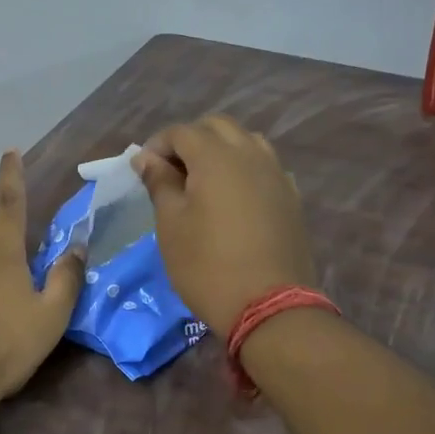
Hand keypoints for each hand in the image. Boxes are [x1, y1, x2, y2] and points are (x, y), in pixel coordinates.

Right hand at [133, 116, 316, 334]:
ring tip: (202, 181)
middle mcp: (250, 154)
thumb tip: (147, 157)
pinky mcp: (291, 197)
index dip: (157, 145)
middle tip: (170, 172)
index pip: (181, 131)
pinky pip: (265, 167)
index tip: (143, 171)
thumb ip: (160, 183)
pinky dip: (244, 169)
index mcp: (216, 156)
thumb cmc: (207, 265)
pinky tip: (233, 198)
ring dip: (220, 150)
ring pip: (246, 142)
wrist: (269, 306)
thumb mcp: (171, 224)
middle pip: (217, 127)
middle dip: (190, 140)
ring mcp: (276, 174)